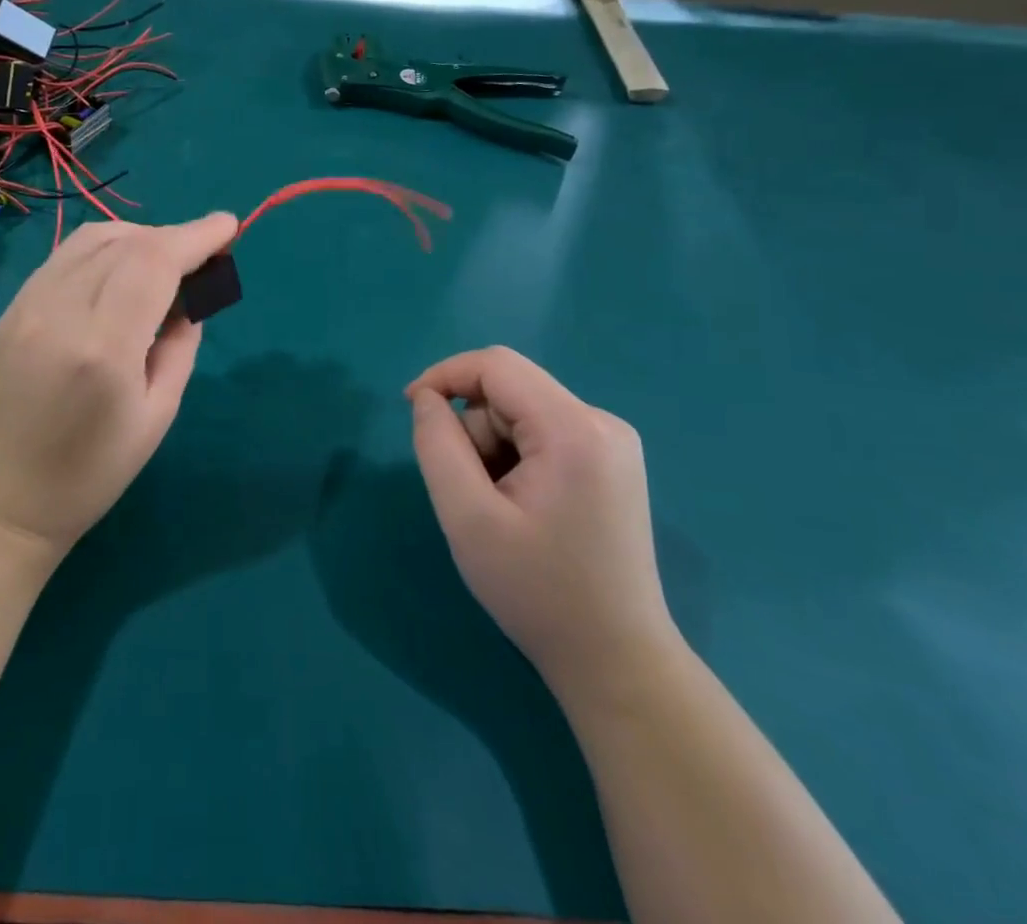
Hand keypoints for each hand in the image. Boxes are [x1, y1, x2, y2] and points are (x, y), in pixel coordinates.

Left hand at [0, 213, 238, 555]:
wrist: (0, 502)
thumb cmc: (90, 474)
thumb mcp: (157, 415)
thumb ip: (181, 345)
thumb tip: (189, 296)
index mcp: (103, 347)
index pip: (154, 262)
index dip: (196, 236)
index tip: (229, 226)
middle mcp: (60, 311)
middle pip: (126, 241)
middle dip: (173, 237)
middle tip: (203, 256)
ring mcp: (27, 305)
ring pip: (92, 238)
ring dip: (138, 237)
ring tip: (164, 262)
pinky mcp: (10, 309)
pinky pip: (65, 256)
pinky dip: (103, 249)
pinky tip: (119, 272)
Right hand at [407, 347, 678, 691]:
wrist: (616, 662)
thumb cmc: (538, 592)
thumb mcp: (468, 518)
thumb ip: (437, 445)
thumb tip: (426, 399)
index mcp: (575, 429)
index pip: (497, 365)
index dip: (445, 375)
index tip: (410, 409)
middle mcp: (602, 422)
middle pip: (509, 391)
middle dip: (473, 430)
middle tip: (469, 492)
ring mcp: (612, 442)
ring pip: (521, 412)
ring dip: (492, 447)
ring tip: (500, 508)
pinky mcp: (611, 461)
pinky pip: (542, 432)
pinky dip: (515, 457)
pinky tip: (523, 506)